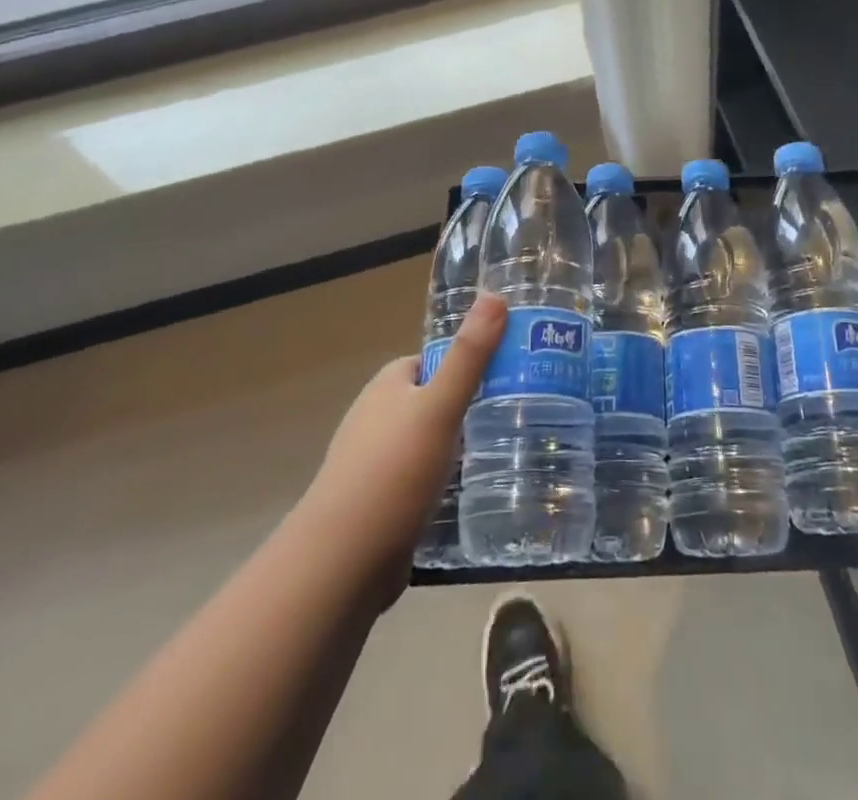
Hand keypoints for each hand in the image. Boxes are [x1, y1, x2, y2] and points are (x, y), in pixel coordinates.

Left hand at [301, 294, 504, 602]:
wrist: (341, 563)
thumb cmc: (393, 472)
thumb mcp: (439, 406)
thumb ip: (469, 355)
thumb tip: (494, 295)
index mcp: (387, 385)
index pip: (434, 360)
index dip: (469, 362)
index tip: (508, 373)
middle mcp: (377, 418)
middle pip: (433, 400)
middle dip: (469, 406)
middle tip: (515, 415)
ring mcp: (375, 463)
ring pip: (429, 442)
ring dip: (459, 447)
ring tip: (505, 454)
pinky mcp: (380, 503)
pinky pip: (421, 480)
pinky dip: (444, 483)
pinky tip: (473, 494)